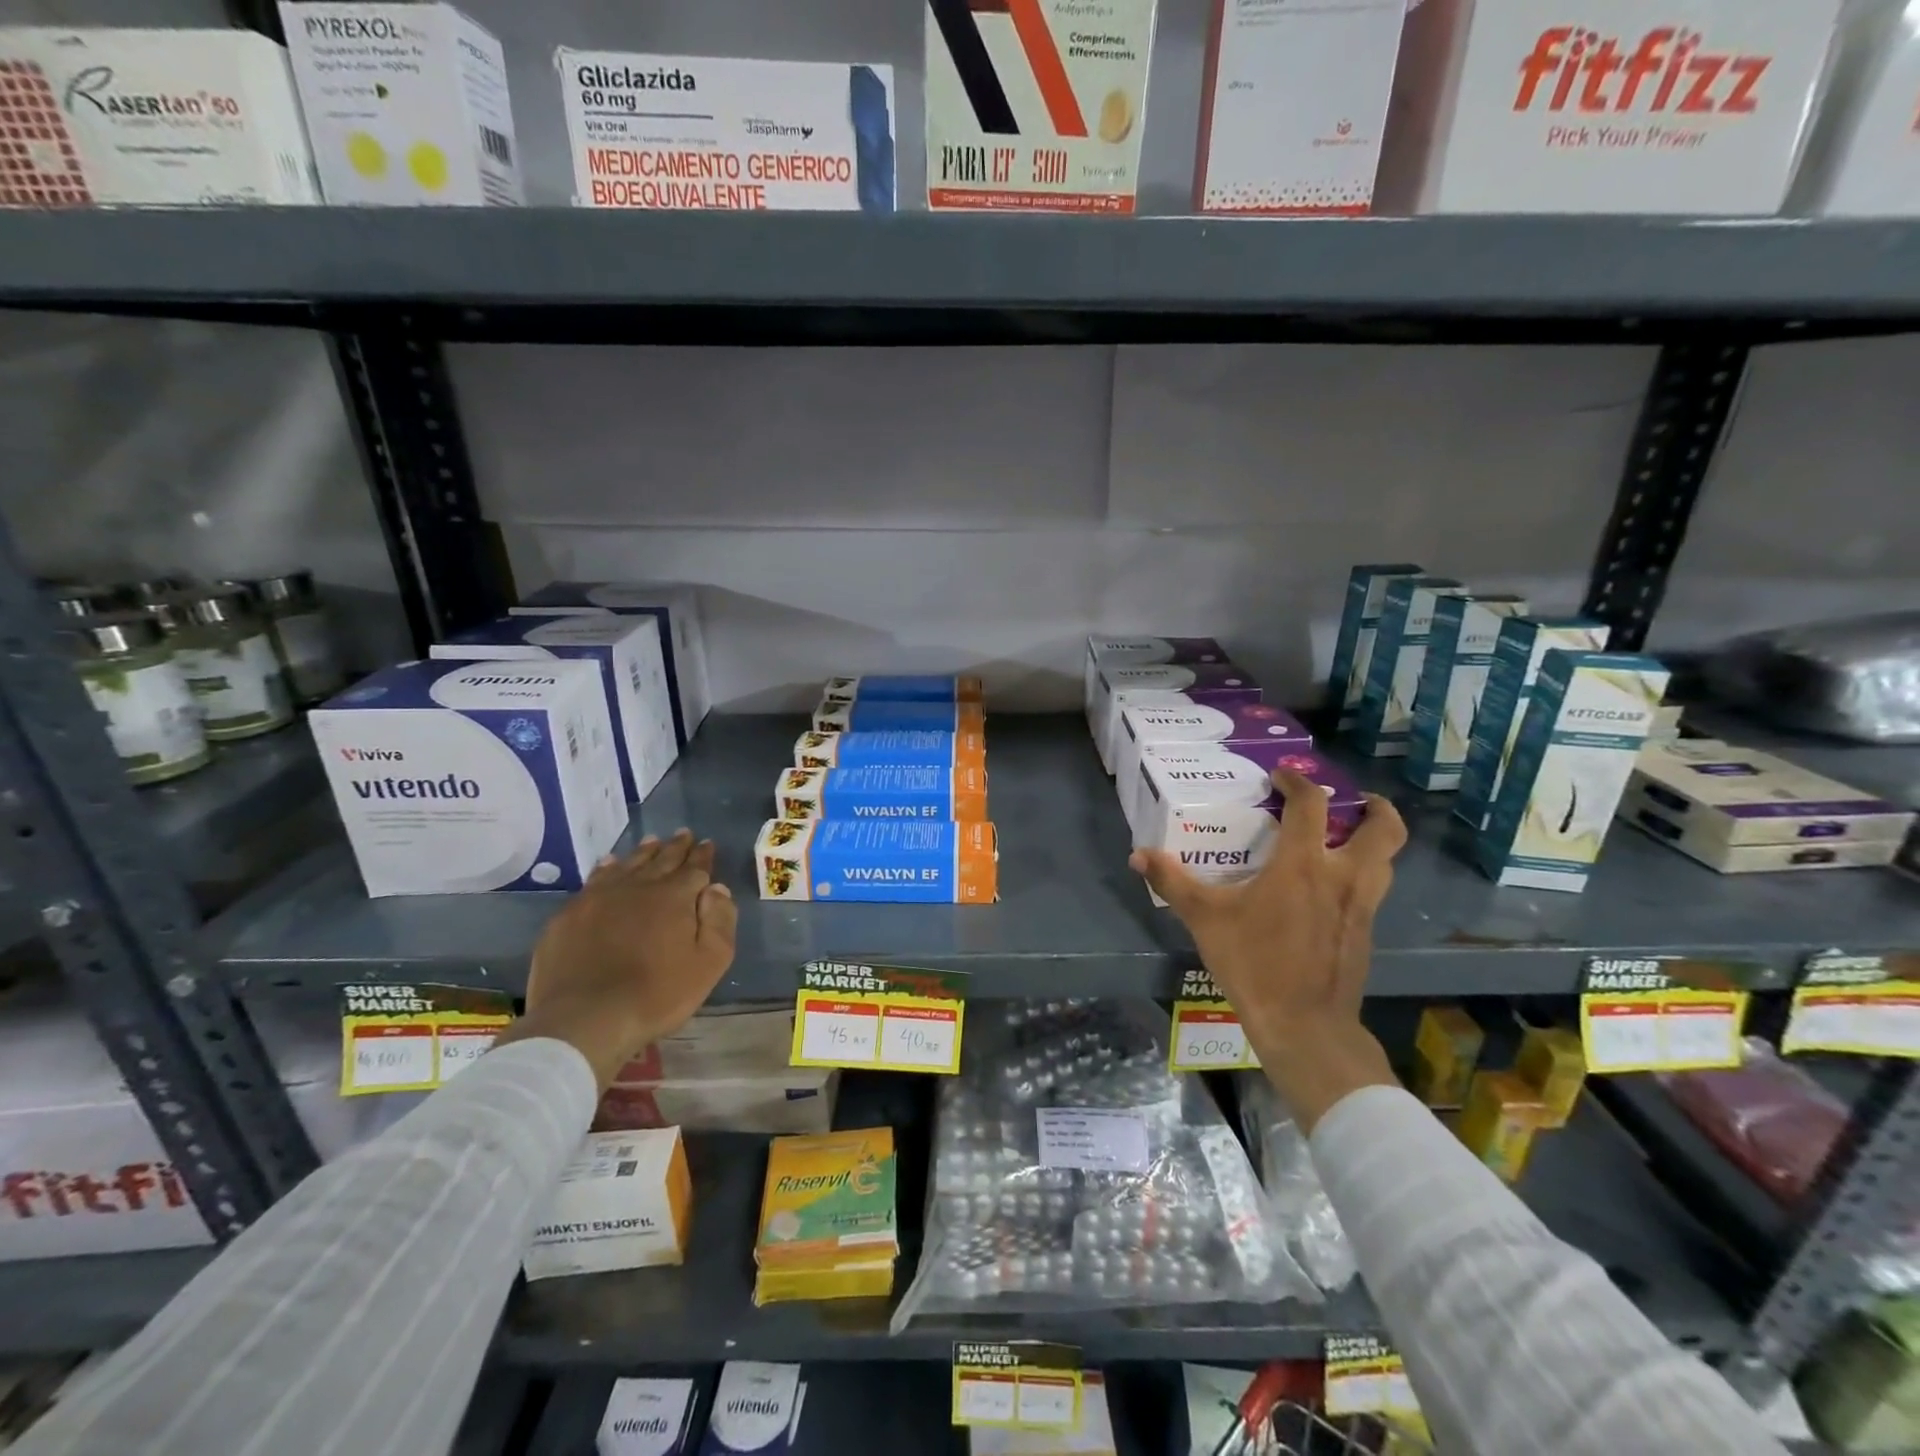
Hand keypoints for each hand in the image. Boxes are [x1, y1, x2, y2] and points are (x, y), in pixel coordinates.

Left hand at [496, 830, 737, 1090]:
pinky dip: (606, 867)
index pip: (694, 868)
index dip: (703, 856)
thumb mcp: (709, 963)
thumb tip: (717, 889)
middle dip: (676, 847)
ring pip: (627, 865)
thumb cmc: (656, 994)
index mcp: (674, 897)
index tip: (707, 843)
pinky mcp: (569, 914)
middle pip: (661, 860)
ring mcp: (599, 897)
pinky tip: (609, 863)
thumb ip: (720, 922)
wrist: (584, 1019)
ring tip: (652, 841)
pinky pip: (594, 879)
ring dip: (643, 852)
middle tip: (683, 834)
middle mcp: (638, 886)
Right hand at [1131, 769, 1407, 1128]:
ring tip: (1348, 838)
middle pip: (1385, 829)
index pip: (1312, 804)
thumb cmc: (1253, 963)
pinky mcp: (1367, 933)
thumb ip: (1172, 881)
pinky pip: (1376, 889)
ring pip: (1388, 860)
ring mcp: (1363, 906)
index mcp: (1304, 865)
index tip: (1281, 777)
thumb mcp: (1204, 919)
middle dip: (1375, 808)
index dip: (1299, 782)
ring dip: (1375, 841)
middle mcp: (1344, 877)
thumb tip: (1138, 854)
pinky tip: (1332, 888)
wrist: (1303, 1026)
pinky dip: (1363, 874)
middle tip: (1351, 801)